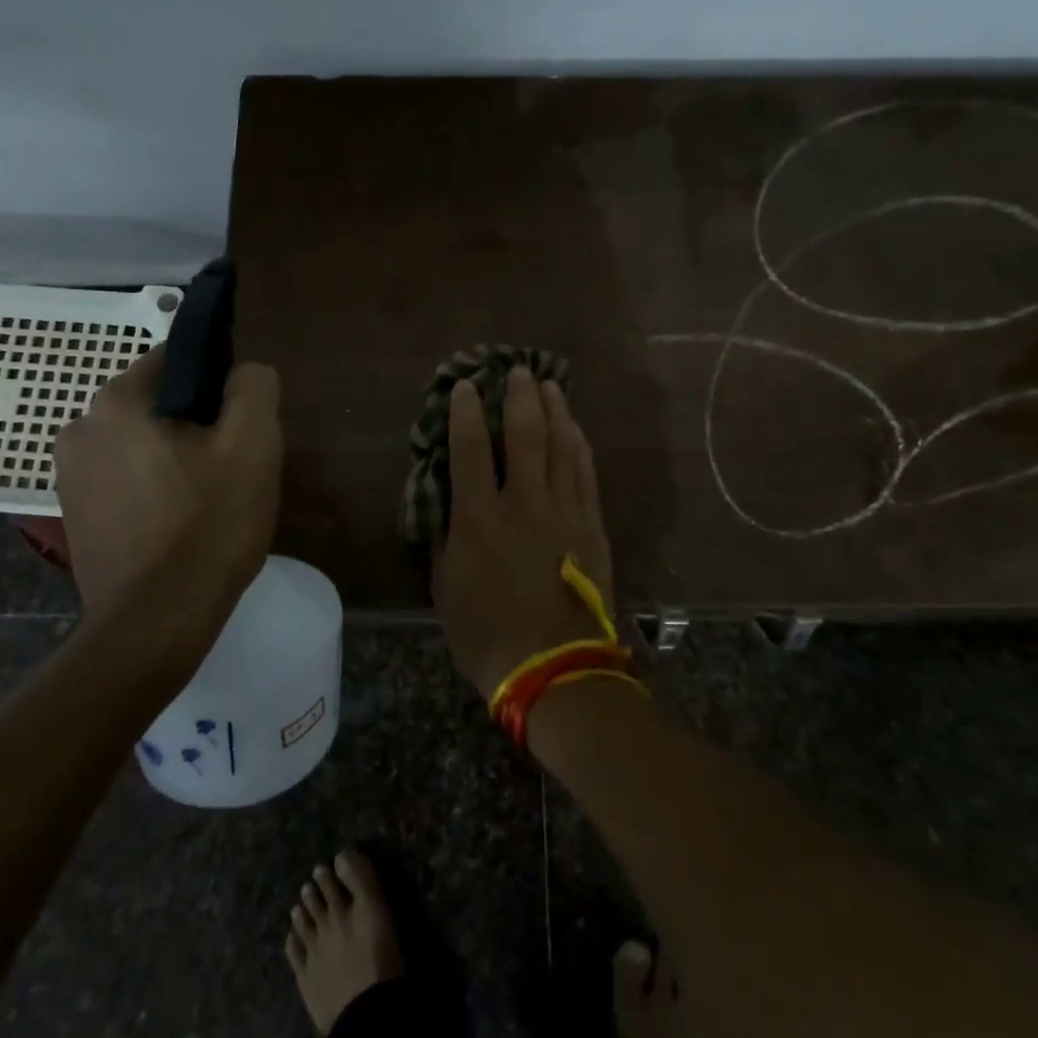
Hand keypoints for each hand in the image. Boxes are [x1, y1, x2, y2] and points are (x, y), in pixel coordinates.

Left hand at [55, 347, 281, 634]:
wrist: (155, 624)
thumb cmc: (207, 527)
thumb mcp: (252, 446)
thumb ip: (254, 389)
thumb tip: (246, 372)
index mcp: (116, 402)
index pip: (175, 360)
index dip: (217, 384)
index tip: (241, 424)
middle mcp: (79, 429)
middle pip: (157, 406)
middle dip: (197, 426)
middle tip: (233, 468)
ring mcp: (69, 478)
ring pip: (142, 446)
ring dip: (175, 460)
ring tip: (209, 501)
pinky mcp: (75, 518)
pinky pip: (126, 482)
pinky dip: (154, 490)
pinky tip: (180, 525)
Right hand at [433, 366, 614, 698]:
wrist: (554, 668)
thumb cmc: (486, 634)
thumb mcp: (446, 588)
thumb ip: (447, 537)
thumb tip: (449, 503)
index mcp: (479, 519)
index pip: (471, 449)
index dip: (466, 412)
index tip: (465, 386)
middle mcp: (523, 503)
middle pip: (525, 434)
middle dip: (519, 396)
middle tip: (516, 369)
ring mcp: (564, 511)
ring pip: (562, 446)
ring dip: (554, 410)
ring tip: (548, 385)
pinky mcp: (592, 525)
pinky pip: (586, 473)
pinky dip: (579, 444)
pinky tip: (575, 428)